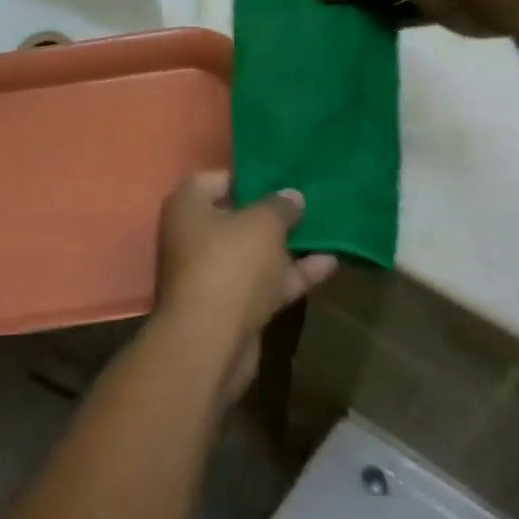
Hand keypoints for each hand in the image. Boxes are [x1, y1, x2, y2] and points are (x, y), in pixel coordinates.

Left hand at [154, 171, 336, 399]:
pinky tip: (330, 263)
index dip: (250, 176)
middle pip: (238, 216)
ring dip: (287, 245)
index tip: (282, 177)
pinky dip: (292, 273)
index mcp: (188, 205)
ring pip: (255, 251)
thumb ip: (279, 206)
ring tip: (327, 229)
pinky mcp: (232, 305)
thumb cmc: (230, 264)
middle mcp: (194, 235)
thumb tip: (292, 195)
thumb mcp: (262, 224)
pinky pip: (265, 281)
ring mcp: (213, 272)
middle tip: (310, 201)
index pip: (217, 179)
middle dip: (273, 212)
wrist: (211, 342)